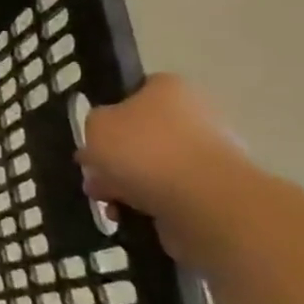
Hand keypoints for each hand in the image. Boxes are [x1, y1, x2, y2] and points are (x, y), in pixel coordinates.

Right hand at [78, 75, 247, 233]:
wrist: (201, 200)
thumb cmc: (143, 149)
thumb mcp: (96, 124)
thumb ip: (93, 124)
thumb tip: (104, 138)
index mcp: (168, 88)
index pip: (134, 92)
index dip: (108, 113)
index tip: (92, 136)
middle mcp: (193, 115)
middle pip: (140, 135)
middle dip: (111, 159)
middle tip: (92, 175)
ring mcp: (206, 155)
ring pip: (150, 168)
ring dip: (123, 185)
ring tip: (107, 202)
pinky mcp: (211, 191)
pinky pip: (166, 194)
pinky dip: (144, 205)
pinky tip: (127, 214)